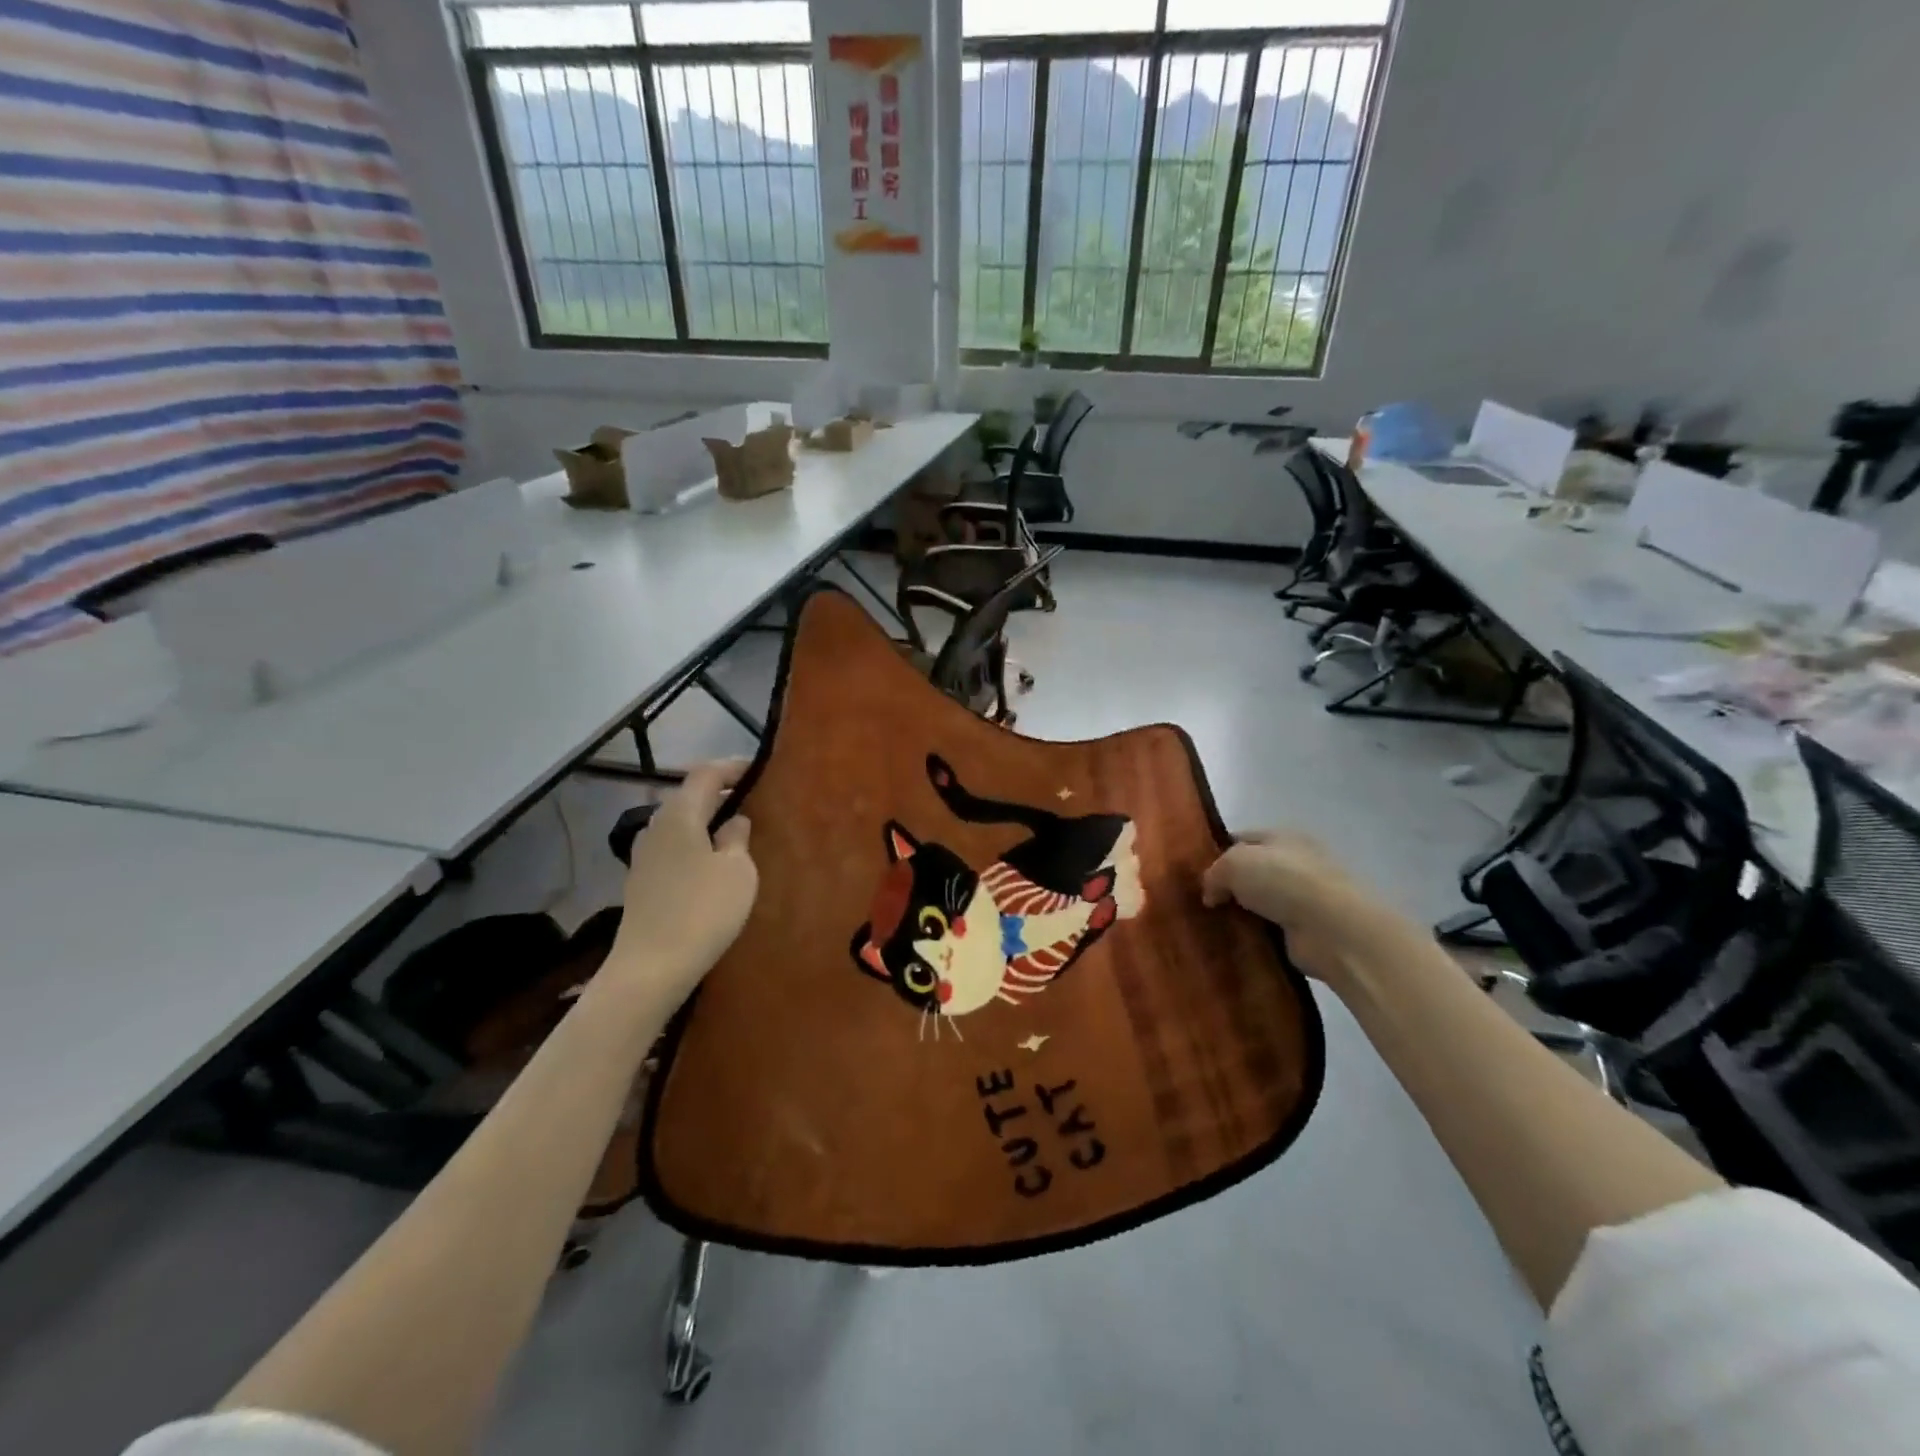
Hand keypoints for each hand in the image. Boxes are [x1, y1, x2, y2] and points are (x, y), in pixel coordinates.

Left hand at [605, 760, 758, 1008]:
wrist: (650, 969)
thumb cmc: (702, 911)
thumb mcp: (737, 870)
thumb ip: (737, 838)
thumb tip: (734, 821)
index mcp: (679, 815)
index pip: (706, 774)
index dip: (733, 767)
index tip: (759, 770)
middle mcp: (656, 827)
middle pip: (690, 797)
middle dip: (721, 795)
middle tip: (754, 802)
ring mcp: (644, 856)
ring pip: (681, 825)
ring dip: (708, 823)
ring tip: (737, 834)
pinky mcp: (642, 882)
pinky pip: (675, 849)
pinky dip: (696, 846)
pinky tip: (713, 865)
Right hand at [1201, 830, 1426, 988]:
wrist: (1333, 928)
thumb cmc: (1283, 881)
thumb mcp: (1234, 863)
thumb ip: (1214, 873)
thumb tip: (1211, 894)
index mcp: (1283, 837)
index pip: (1242, 838)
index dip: (1217, 852)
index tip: (1194, 873)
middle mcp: (1296, 864)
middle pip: (1251, 872)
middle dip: (1227, 885)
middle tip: (1199, 901)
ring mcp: (1304, 898)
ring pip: (1259, 902)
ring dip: (1240, 913)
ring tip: (1211, 924)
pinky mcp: (1307, 931)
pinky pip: (1270, 929)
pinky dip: (1254, 935)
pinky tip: (1234, 941)